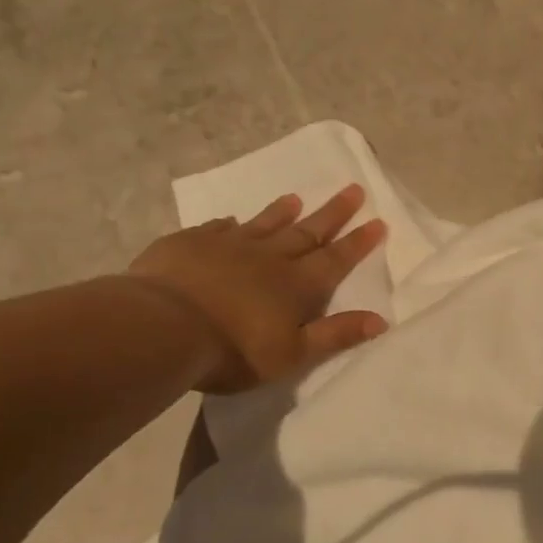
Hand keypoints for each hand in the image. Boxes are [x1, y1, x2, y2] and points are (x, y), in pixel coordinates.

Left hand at [127, 184, 387, 392]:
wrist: (162, 329)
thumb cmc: (234, 350)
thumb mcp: (293, 353)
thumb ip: (336, 335)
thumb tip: (380, 320)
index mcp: (297, 286)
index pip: (336, 259)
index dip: (358, 242)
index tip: (378, 221)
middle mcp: (269, 258)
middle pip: (307, 232)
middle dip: (333, 213)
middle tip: (353, 189)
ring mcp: (227, 246)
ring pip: (264, 224)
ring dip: (282, 211)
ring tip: (295, 197)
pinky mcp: (189, 244)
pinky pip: (217, 229)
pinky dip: (230, 225)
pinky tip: (232, 221)